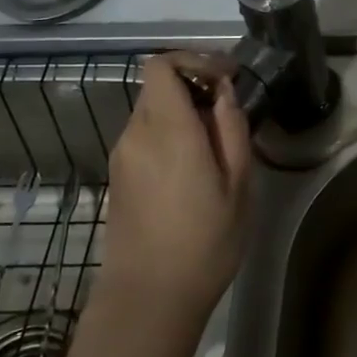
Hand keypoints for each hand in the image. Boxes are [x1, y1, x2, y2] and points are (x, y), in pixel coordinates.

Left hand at [97, 53, 253, 334]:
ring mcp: (122, 157)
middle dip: (194, 86)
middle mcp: (136, 134)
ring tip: (217, 145)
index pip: (161, 65)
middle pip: (157, 86)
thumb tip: (224, 93)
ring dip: (183, 113)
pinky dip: (170, 135)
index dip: (195, 60)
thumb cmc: (205, 241)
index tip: (228, 78)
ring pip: (152, 112)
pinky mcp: (118, 178)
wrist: (149, 296)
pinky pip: (145, 137)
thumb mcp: (238, 185)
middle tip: (229, 111)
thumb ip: (232, 129)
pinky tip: (194, 169)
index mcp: (167, 129)